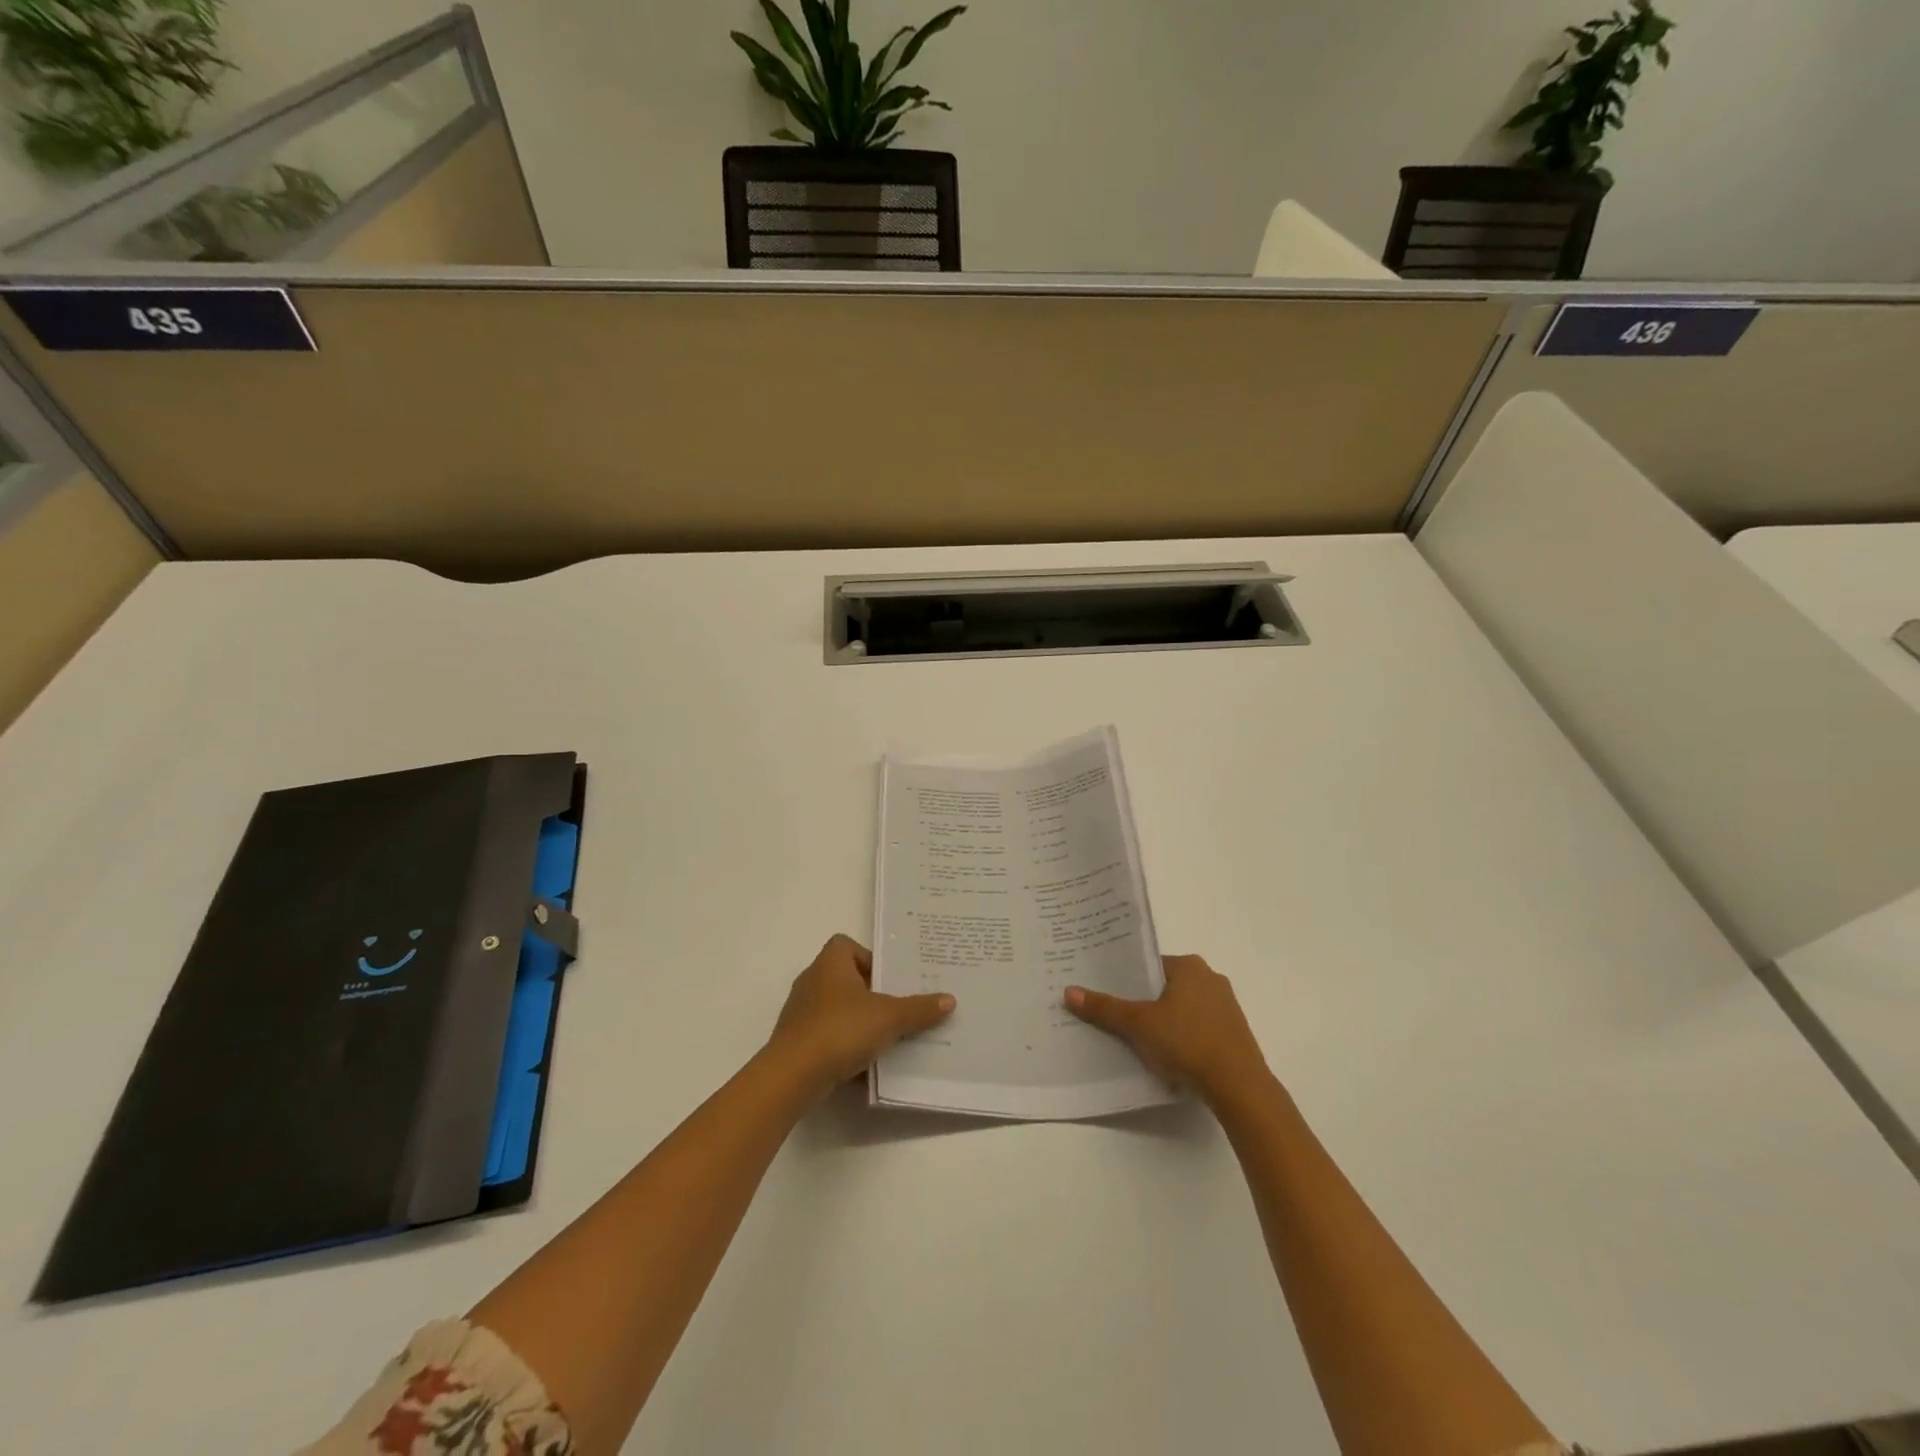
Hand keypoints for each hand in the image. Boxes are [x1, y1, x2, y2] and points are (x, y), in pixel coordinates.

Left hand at [767, 935, 954, 1101]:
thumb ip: (919, 1009)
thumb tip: (949, 1000)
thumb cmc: (840, 1030)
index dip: (869, 958)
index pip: (846, 945)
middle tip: (897, 1008)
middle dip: (870, 993)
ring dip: (858, 1022)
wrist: (792, 1077)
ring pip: (836, 1010)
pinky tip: (864, 1065)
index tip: (889, 979)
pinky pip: (827, 1037)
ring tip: (886, 1038)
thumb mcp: (889, 1018)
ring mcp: (800, 1013)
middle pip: (845, 978)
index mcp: (830, 964)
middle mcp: (812, 981)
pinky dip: (844, 1047)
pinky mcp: (796, 1042)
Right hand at [1065, 954, 1269, 1106]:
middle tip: (1118, 1017)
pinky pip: (1199, 1026)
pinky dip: (1183, 1036)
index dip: (1128, 979)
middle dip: (1145, 1001)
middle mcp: (1211, 978)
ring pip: (1183, 1008)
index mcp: (1189, 966)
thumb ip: (1105, 1008)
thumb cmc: (1187, 1042)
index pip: (1150, 965)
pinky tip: (1169, 1055)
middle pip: (1165, 986)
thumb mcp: (1139, 1024)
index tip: (1109, 994)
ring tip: (1139, 1039)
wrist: (1239, 1086)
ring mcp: (1226, 1006)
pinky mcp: (1234, 1032)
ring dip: (1164, 1020)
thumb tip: (1069, 992)